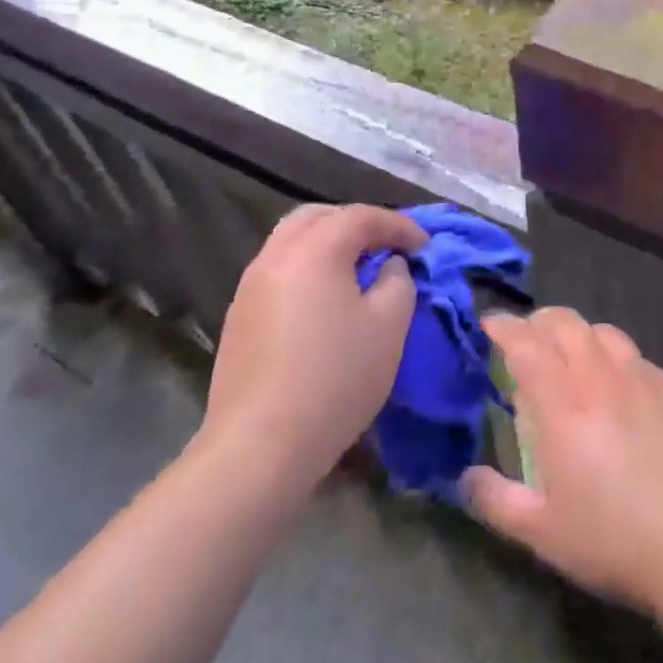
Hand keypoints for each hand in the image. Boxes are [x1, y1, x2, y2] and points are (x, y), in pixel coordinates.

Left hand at [199, 203, 426, 492]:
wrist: (260, 445)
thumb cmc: (336, 379)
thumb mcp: (389, 326)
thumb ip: (398, 281)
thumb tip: (388, 266)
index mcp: (315, 249)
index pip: (362, 217)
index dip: (399, 225)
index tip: (424, 246)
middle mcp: (277, 255)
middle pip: (318, 217)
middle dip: (356, 224)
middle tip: (386, 246)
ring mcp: (250, 285)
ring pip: (292, 241)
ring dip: (327, 244)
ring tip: (356, 270)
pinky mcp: (238, 315)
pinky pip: (278, 270)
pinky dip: (306, 268)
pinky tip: (323, 300)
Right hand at [460, 307, 662, 617]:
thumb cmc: (618, 541)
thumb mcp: (544, 534)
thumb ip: (497, 501)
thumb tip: (466, 477)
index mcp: (563, 405)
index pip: (525, 344)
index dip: (503, 326)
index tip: (489, 323)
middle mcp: (600, 377)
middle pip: (564, 323)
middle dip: (537, 321)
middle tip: (524, 338)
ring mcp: (642, 379)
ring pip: (602, 331)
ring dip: (576, 333)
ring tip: (568, 355)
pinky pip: (634, 354)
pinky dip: (611, 354)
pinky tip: (615, 383)